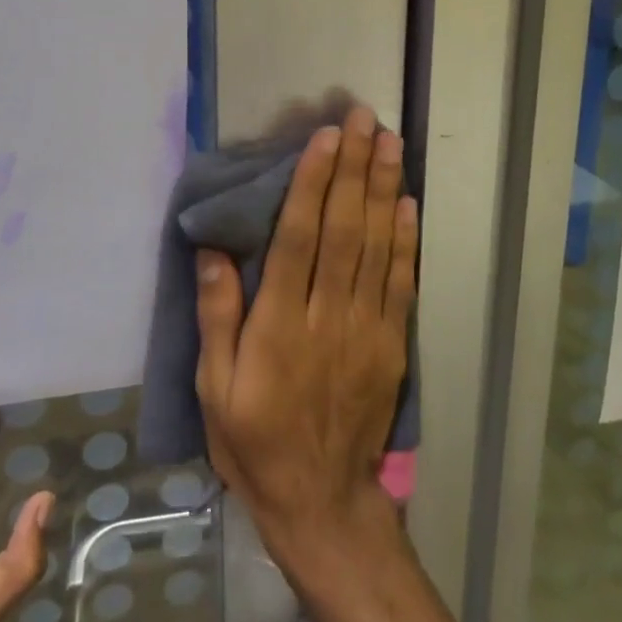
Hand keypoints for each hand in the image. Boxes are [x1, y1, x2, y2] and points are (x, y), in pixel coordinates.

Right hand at [195, 104, 417, 559]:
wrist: (322, 503)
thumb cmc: (254, 442)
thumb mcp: (214, 389)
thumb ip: (216, 317)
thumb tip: (213, 251)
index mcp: (278, 325)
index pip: (298, 238)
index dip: (312, 184)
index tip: (324, 139)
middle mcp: (327, 315)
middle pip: (343, 229)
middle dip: (353, 168)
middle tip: (363, 118)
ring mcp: (366, 328)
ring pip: (376, 246)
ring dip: (383, 189)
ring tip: (389, 142)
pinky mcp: (391, 344)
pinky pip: (401, 283)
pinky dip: (406, 240)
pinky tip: (407, 203)